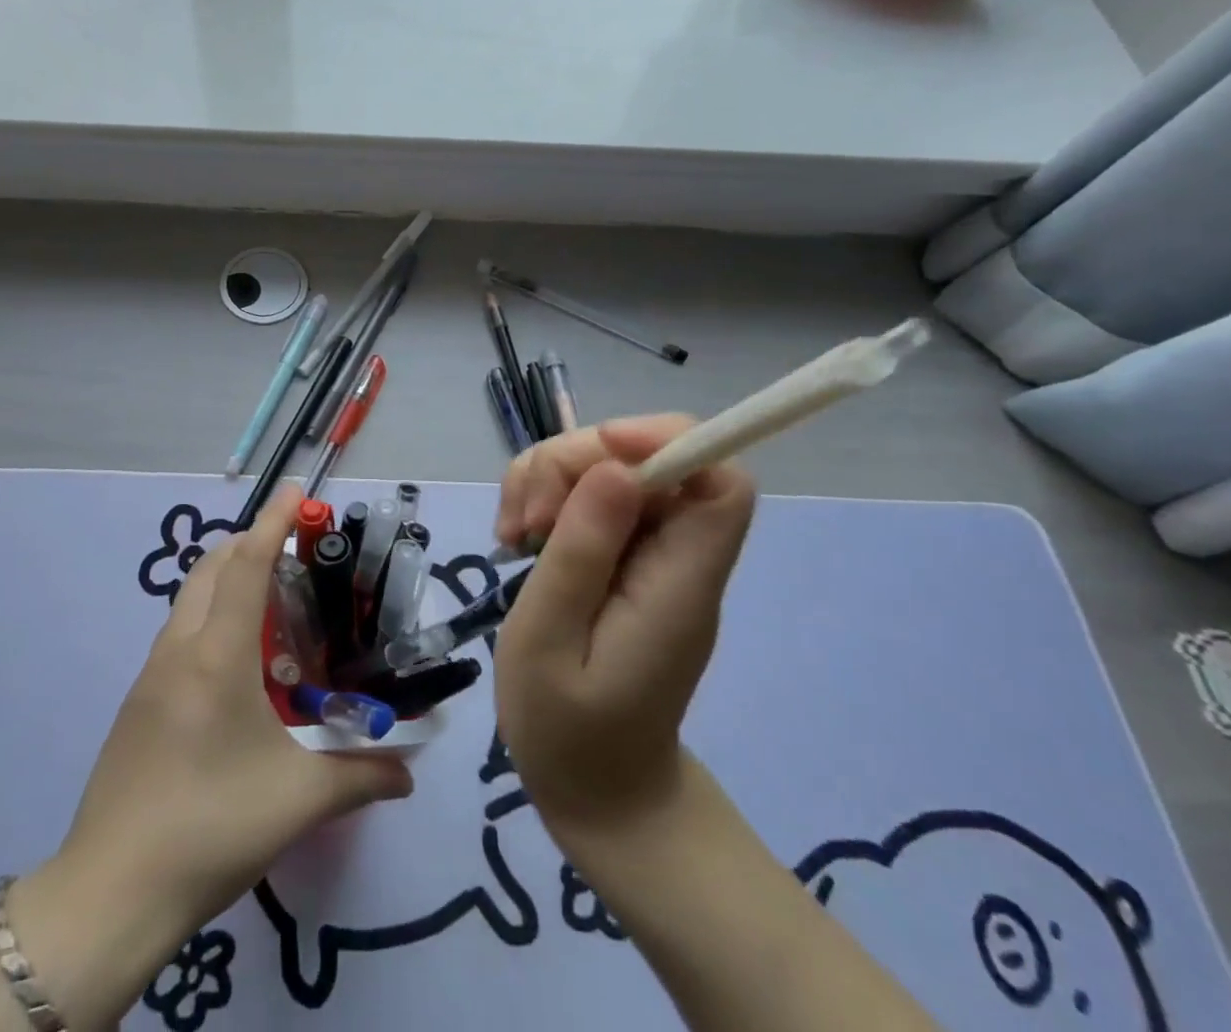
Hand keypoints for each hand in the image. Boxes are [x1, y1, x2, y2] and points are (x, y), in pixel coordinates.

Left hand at [7, 485, 410, 1027]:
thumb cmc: (211, 827)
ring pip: (190, 599)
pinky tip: (237, 663)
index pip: (246, 566)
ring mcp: (151, 674)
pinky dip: (210, 616)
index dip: (273, 523)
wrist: (111, 891)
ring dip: (227, 579)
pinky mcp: (138, 701)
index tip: (296, 490)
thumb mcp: (298, 801)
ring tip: (272, 602)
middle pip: (211, 568)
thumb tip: (410, 772)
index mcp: (218, 655)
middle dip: (249, 543)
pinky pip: (180, 633)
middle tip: (293, 550)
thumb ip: (361, 777)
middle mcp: (180, 649)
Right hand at [493, 416, 755, 851]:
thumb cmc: (568, 733)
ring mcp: (647, 555)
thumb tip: (616, 468)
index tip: (600, 449)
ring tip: (511, 534)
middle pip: (644, 460)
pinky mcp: (618, 557)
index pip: (719, 481)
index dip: (667, 441)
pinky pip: (584, 497)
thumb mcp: (549, 643)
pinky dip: (541, 499)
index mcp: (680, 583)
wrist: (597, 790)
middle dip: (572, 465)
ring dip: (546, 480)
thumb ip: (581, 555)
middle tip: (525, 523)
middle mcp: (676, 557)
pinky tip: (514, 537)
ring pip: (604, 468)